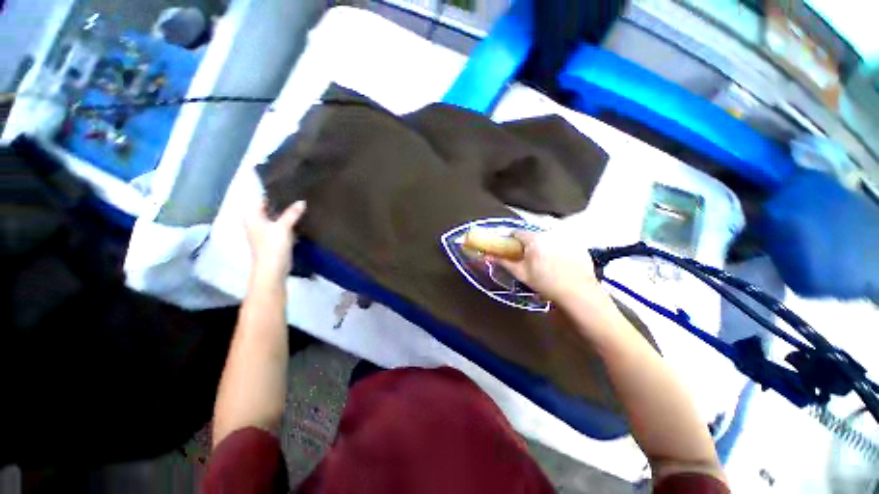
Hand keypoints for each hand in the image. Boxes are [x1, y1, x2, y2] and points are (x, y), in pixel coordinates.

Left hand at [244, 200, 306, 282]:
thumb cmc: (272, 246)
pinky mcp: (273, 238)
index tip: (288, 186)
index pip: (261, 198)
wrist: (272, 269)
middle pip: (269, 207)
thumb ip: (292, 213)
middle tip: (297, 194)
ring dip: (286, 212)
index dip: (273, 192)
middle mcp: (255, 221)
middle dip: (282, 202)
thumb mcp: (283, 227)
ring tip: (301, 204)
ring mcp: (264, 230)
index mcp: (252, 216)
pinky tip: (300, 218)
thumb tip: (302, 201)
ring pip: (276, 217)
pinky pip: (281, 225)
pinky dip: (288, 222)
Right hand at [496, 229, 605, 307]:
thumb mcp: (521, 273)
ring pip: (547, 239)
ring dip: (542, 246)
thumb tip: (487, 255)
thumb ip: (504, 262)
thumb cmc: (545, 283)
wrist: (578, 294)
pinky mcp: (578, 245)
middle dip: (527, 244)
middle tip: (527, 259)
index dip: (510, 239)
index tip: (508, 248)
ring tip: (545, 263)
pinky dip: (557, 250)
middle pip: (532, 235)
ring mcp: (566, 238)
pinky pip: (562, 244)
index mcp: (534, 239)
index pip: (516, 232)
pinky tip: (560, 264)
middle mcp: (550, 233)